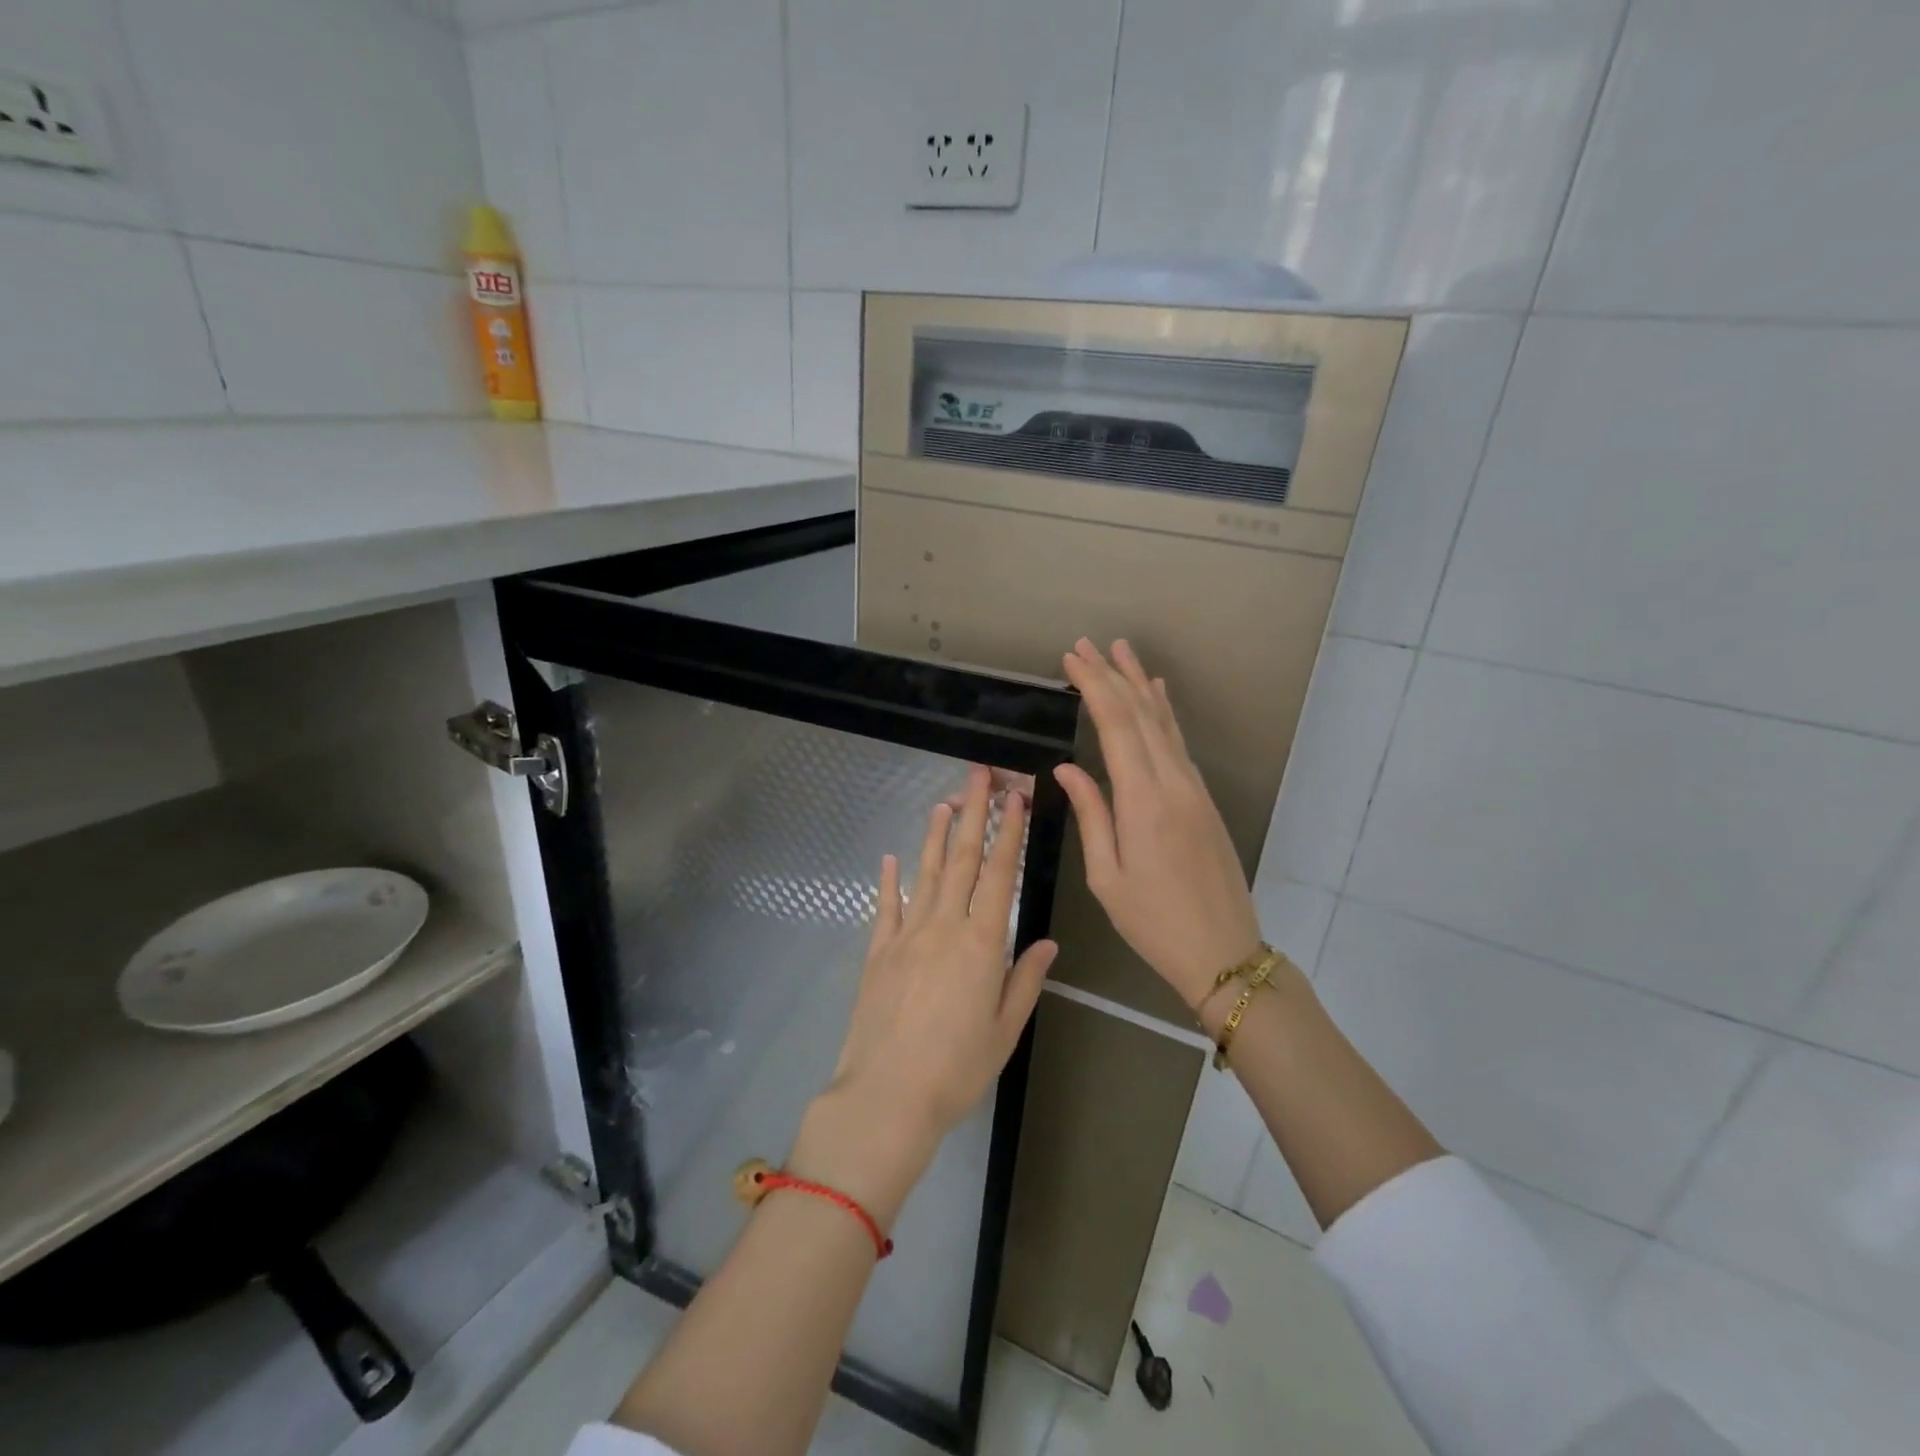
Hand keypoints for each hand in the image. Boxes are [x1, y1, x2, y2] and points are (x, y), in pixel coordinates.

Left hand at [798, 767, 1057, 1221]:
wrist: (886, 1097)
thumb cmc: (956, 1070)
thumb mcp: (1004, 1030)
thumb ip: (1025, 979)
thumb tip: (1045, 941)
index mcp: (981, 943)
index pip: (1000, 874)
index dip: (1009, 832)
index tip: (1016, 798)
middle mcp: (944, 926)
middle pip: (962, 859)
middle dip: (974, 813)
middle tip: (979, 774)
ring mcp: (906, 935)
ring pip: (926, 873)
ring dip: (936, 835)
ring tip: (944, 801)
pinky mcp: (877, 952)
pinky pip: (886, 906)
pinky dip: (889, 879)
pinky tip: (890, 857)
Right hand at [1054, 639, 1263, 1013]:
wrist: (1224, 952)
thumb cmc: (1153, 923)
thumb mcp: (1107, 877)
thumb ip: (1091, 814)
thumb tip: (1067, 767)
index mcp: (1143, 802)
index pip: (1116, 727)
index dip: (1094, 687)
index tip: (1072, 659)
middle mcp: (1173, 784)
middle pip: (1142, 715)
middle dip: (1112, 675)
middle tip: (1086, 644)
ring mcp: (1193, 789)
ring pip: (1164, 724)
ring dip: (1141, 685)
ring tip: (1121, 652)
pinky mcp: (1203, 799)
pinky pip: (1179, 743)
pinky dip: (1164, 713)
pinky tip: (1158, 695)